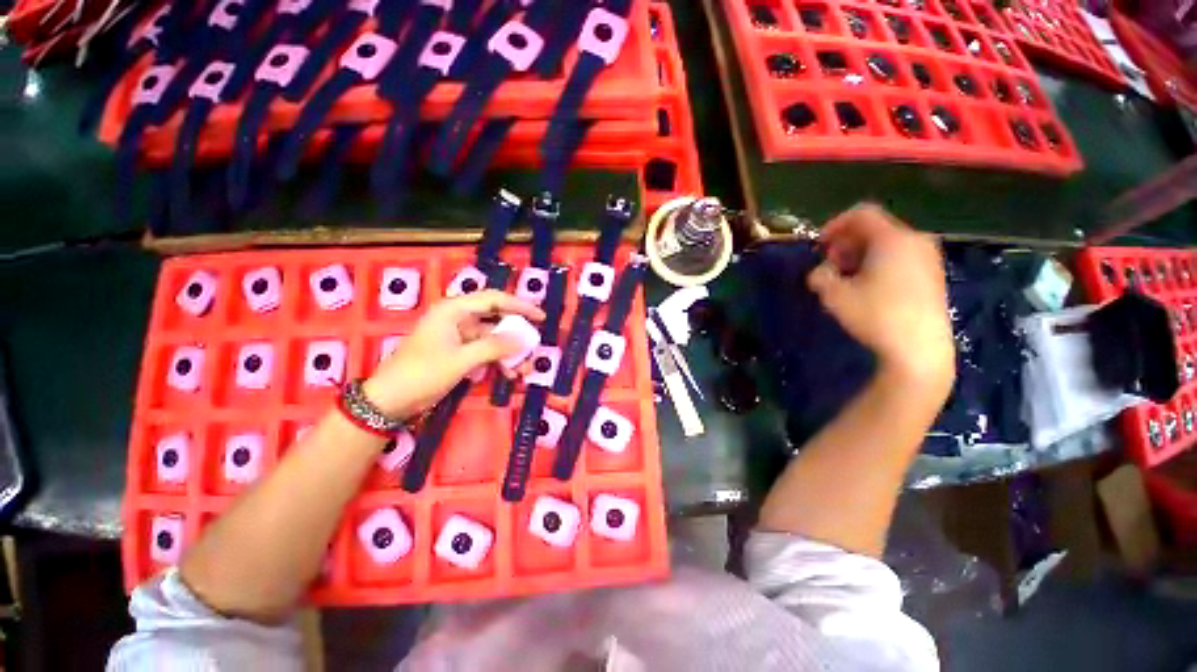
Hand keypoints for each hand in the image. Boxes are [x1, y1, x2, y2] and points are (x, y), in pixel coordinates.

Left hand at [363, 290, 544, 418]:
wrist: (389, 400)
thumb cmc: (422, 374)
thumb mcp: (461, 360)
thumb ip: (494, 347)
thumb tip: (524, 339)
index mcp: (454, 310)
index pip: (494, 300)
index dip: (520, 306)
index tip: (541, 317)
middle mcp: (457, 318)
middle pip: (495, 320)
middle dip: (516, 336)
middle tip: (533, 348)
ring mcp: (457, 336)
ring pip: (492, 339)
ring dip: (508, 353)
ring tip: (522, 370)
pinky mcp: (457, 352)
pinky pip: (484, 352)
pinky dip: (497, 361)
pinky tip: (507, 374)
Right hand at [808, 204, 954, 401]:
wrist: (919, 348)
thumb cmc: (875, 316)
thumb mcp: (834, 295)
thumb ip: (820, 275)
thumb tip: (821, 272)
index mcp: (892, 239)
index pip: (861, 213)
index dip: (835, 224)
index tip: (819, 245)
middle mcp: (915, 240)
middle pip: (875, 228)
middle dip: (847, 243)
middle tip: (830, 265)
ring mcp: (928, 258)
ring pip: (887, 243)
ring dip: (861, 254)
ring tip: (847, 279)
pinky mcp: (933, 275)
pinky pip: (900, 256)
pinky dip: (879, 263)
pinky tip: (869, 287)